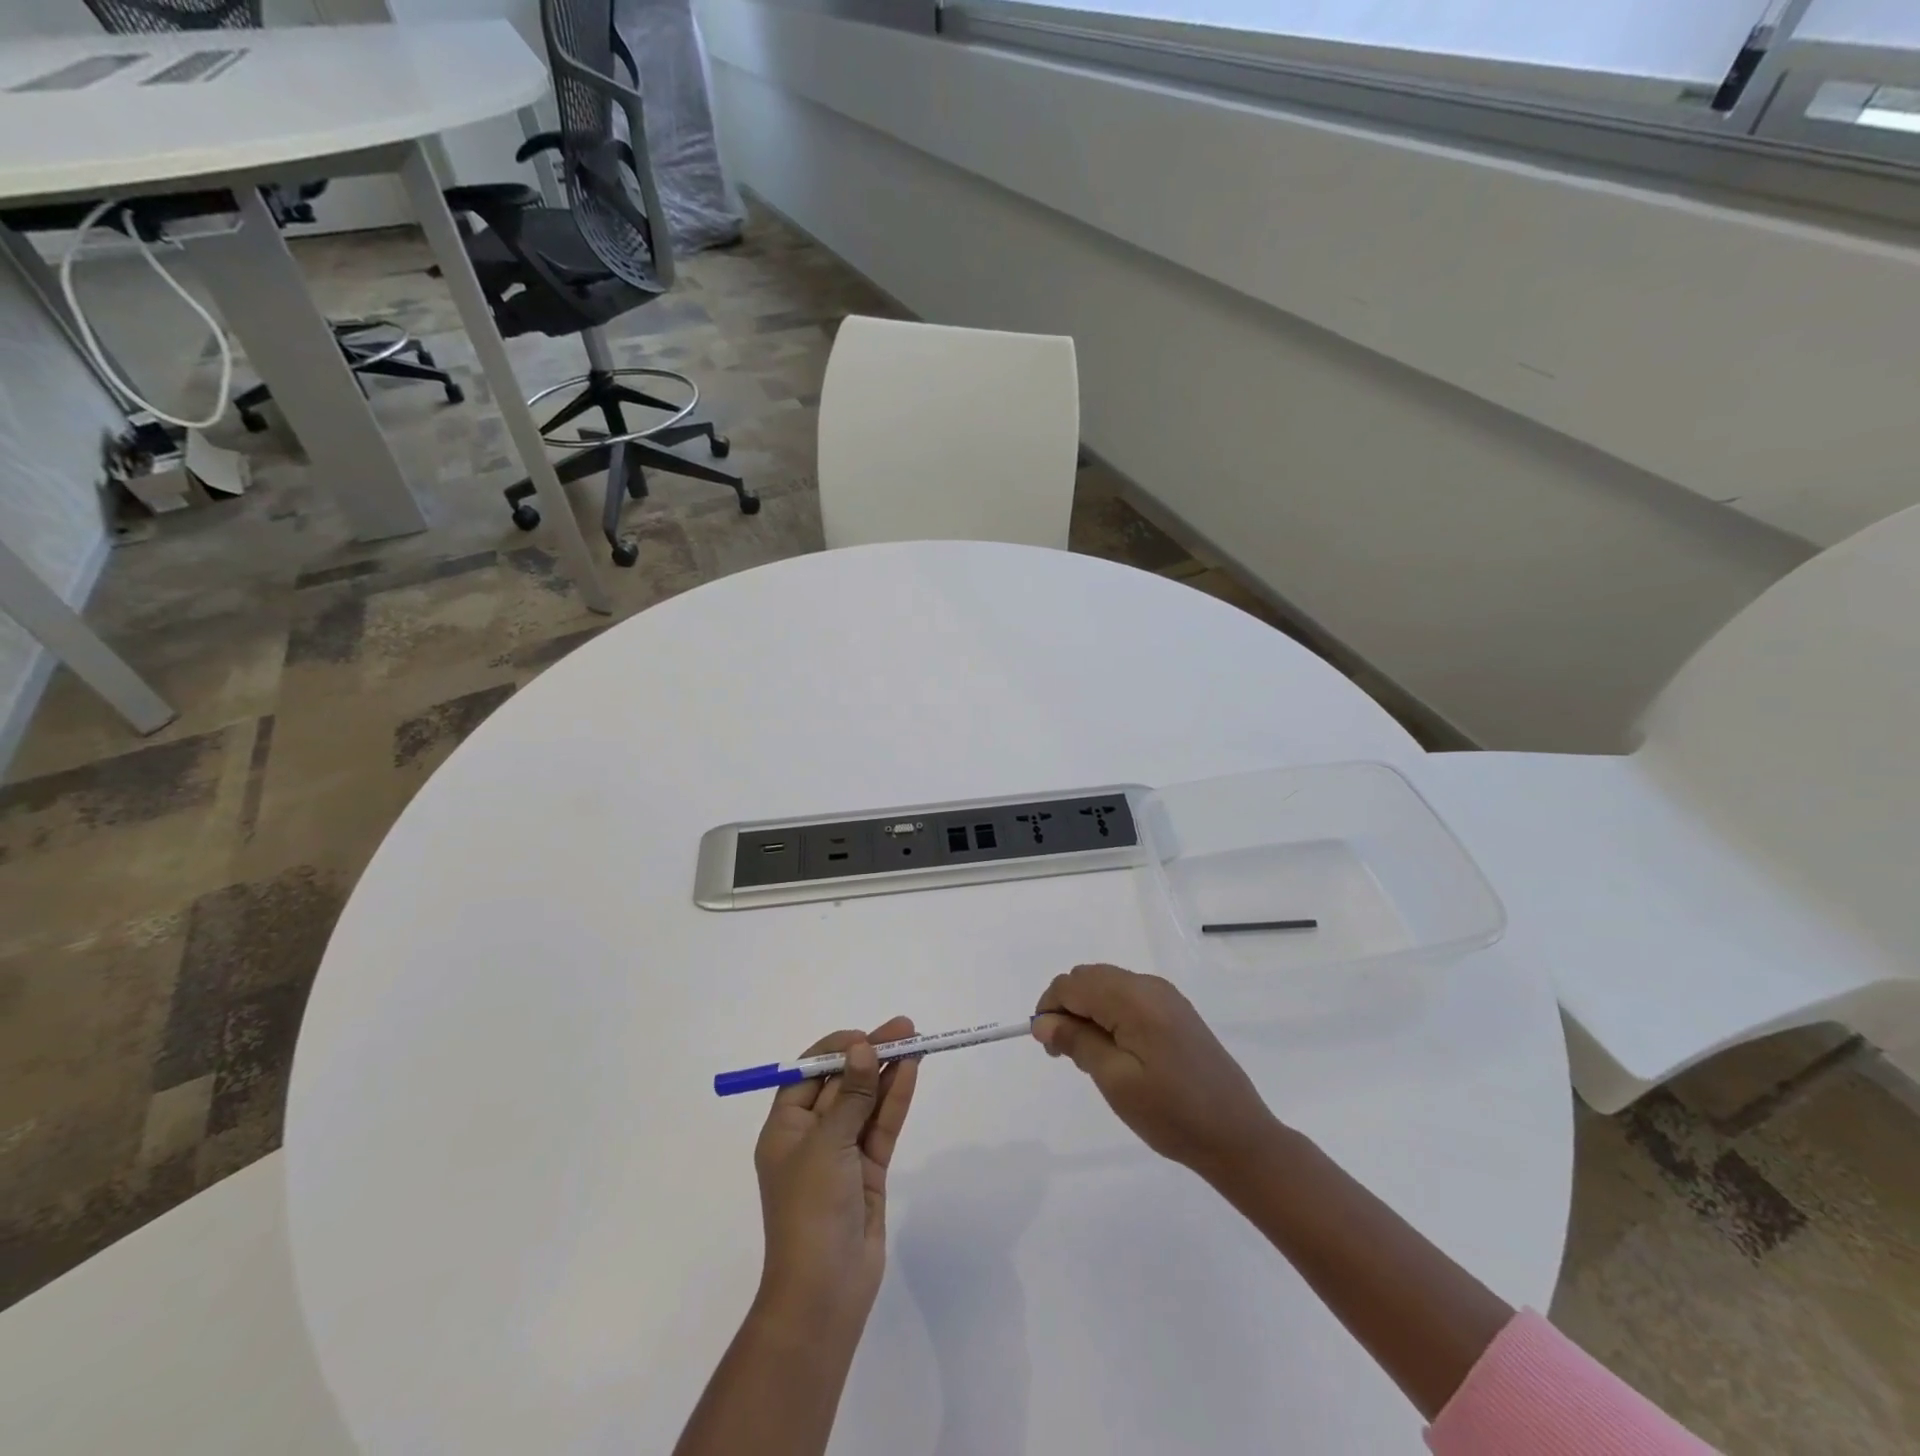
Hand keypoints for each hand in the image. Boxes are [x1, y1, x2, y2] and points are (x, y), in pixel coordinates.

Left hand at [752, 1017, 919, 1331]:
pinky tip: (912, 1071)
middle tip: (904, 1028)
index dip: (836, 1050)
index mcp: (785, 1128)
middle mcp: (811, 1135)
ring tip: (916, 1040)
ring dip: (888, 1071)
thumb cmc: (810, 1210)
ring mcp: (842, 1154)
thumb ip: (852, 1095)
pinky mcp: (868, 1171)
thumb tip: (863, 1047)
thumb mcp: (827, 1144)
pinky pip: (882, 1125)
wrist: (825, 1292)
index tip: (864, 1035)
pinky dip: (896, 1098)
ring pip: (867, 1101)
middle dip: (870, 1054)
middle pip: (843, 1083)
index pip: (808, 1074)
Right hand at [1033, 965, 1277, 1181]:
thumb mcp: (1116, 1082)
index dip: (1049, 1009)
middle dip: (1067, 1007)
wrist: (1238, 1136)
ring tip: (1090, 1057)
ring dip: (1087, 1010)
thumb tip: (1043, 1021)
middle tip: (1066, 1054)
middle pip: (1089, 978)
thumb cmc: (1172, 1114)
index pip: (1072, 984)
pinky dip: (1110, 1013)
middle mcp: (1149, 986)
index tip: (1048, 1047)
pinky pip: (1128, 996)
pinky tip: (1116, 1051)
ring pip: (1107, 985)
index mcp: (1134, 999)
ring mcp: (1166, 996)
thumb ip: (1077, 1042)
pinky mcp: (1176, 1011)